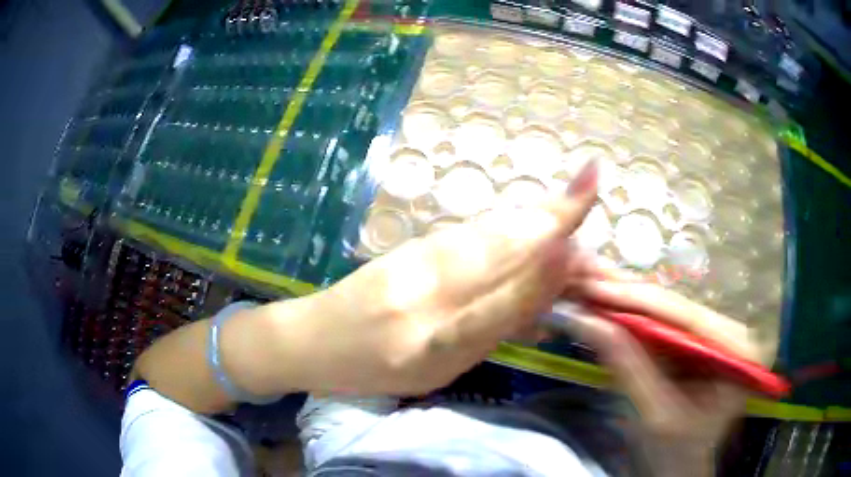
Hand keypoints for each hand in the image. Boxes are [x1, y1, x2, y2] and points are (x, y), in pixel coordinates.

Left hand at [283, 160, 599, 395]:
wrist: (310, 338)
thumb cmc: (370, 369)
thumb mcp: (434, 371)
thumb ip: (488, 334)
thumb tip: (543, 304)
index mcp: (436, 339)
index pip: (507, 295)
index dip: (551, 261)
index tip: (587, 215)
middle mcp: (430, 291)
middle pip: (506, 246)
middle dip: (557, 219)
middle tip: (593, 199)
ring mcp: (417, 259)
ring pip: (490, 232)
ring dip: (537, 217)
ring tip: (574, 207)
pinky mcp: (411, 245)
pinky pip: (471, 233)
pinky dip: (507, 226)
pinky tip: (528, 222)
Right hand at [567, 286, 749, 476]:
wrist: (680, 470)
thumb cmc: (675, 454)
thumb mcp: (654, 414)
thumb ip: (628, 366)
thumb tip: (586, 319)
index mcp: (738, 352)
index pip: (687, 317)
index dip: (639, 301)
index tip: (597, 288)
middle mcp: (733, 334)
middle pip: (678, 308)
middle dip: (630, 297)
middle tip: (587, 284)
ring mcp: (717, 336)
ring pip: (669, 311)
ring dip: (629, 303)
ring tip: (592, 290)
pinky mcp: (700, 343)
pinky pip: (666, 324)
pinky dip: (635, 318)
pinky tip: (610, 307)